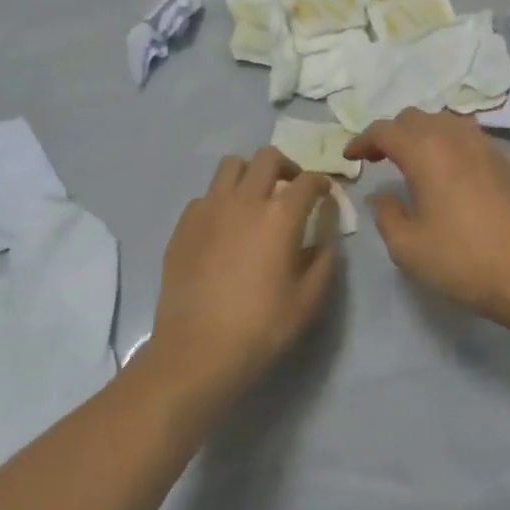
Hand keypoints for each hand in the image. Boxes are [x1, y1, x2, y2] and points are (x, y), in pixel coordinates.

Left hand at [147, 148, 338, 411]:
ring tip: (255, 199)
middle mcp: (244, 200)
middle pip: (267, 157)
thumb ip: (324, 255)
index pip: (307, 181)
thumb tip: (326, 229)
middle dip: (286, 167)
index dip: (321, 184)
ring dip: (250, 174)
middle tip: (291, 189)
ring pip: (231, 165)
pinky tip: (225, 227)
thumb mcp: (309, 298)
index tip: (325, 195)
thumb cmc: (261, 327)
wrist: (197, 352)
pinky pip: (206, 195)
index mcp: (279, 216)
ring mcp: (208, 209)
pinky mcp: (183, 225)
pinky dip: (221, 200)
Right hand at [346, 110, 509, 326]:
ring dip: (421, 133)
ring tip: (412, 160)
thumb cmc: (464, 260)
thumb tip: (382, 195)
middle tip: (378, 158)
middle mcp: (455, 138)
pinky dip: (447, 142)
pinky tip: (447, 170)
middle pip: (415, 117)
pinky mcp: (506, 161)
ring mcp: (486, 146)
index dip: (362, 140)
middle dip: (391, 133)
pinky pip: (467, 136)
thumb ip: (386, 215)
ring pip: (444, 122)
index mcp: (426, 152)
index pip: (385, 130)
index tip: (350, 157)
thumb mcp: (408, 247)